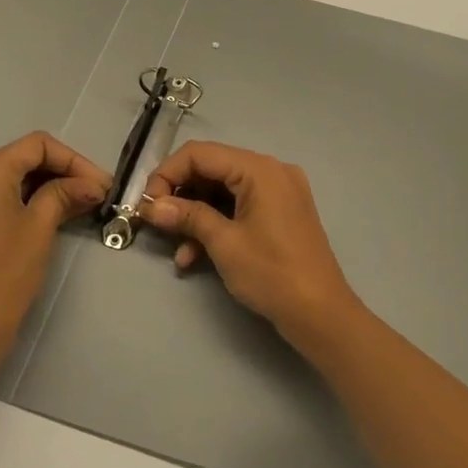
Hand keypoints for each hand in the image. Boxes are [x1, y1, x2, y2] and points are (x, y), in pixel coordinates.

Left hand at [0, 131, 109, 368]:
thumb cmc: (5, 276)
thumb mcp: (40, 228)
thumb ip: (65, 194)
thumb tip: (93, 183)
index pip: (36, 145)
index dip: (73, 159)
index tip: (101, 183)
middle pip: (21, 158)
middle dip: (61, 171)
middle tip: (96, 192)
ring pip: (9, 177)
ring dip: (45, 185)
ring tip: (81, 202)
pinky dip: (24, 199)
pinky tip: (53, 211)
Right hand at [141, 141, 371, 358]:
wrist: (320, 313)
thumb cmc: (272, 273)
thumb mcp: (224, 243)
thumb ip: (187, 216)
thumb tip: (151, 206)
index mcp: (260, 169)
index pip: (200, 153)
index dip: (167, 173)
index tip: (147, 204)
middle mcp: (271, 171)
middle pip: (212, 169)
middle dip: (180, 196)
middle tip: (156, 224)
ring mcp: (279, 192)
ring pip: (223, 192)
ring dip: (196, 217)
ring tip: (177, 250)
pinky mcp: (281, 213)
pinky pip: (240, 207)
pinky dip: (217, 225)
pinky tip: (195, 257)